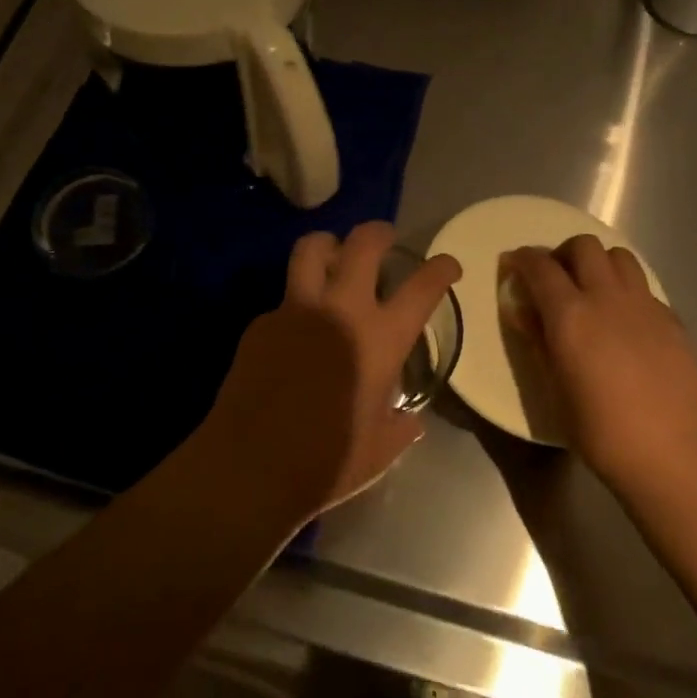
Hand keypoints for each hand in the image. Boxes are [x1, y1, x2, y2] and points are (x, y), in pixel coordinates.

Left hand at [192, 223, 461, 524]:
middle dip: (378, 232)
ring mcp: (295, 311)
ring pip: (310, 250)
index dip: (441, 268)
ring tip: (333, 256)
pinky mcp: (261, 323)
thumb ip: (399, 427)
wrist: (250, 465)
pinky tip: (295, 333)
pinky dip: (297, 303)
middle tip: (383, 237)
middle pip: (362, 245)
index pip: (422, 288)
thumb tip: (409, 420)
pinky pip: (284, 299)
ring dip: (328, 245)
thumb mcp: (379, 451)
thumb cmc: (326, 462)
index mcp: (379, 340)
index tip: (446, 265)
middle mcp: (340, 311)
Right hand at [503, 236, 696, 486]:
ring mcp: (645, 306)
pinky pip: (644, 287)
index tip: (514, 264)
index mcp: (570, 315)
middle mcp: (607, 298)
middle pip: (584, 246)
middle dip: (564, 254)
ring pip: (620, 256)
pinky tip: (625, 322)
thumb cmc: (598, 429)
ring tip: (593, 290)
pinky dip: (627, 291)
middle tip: (556, 279)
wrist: (669, 453)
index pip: (541, 266)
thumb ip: (538, 340)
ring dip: (599, 264)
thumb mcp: (554, 386)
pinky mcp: (672, 320)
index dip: (523, 259)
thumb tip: (524, 311)